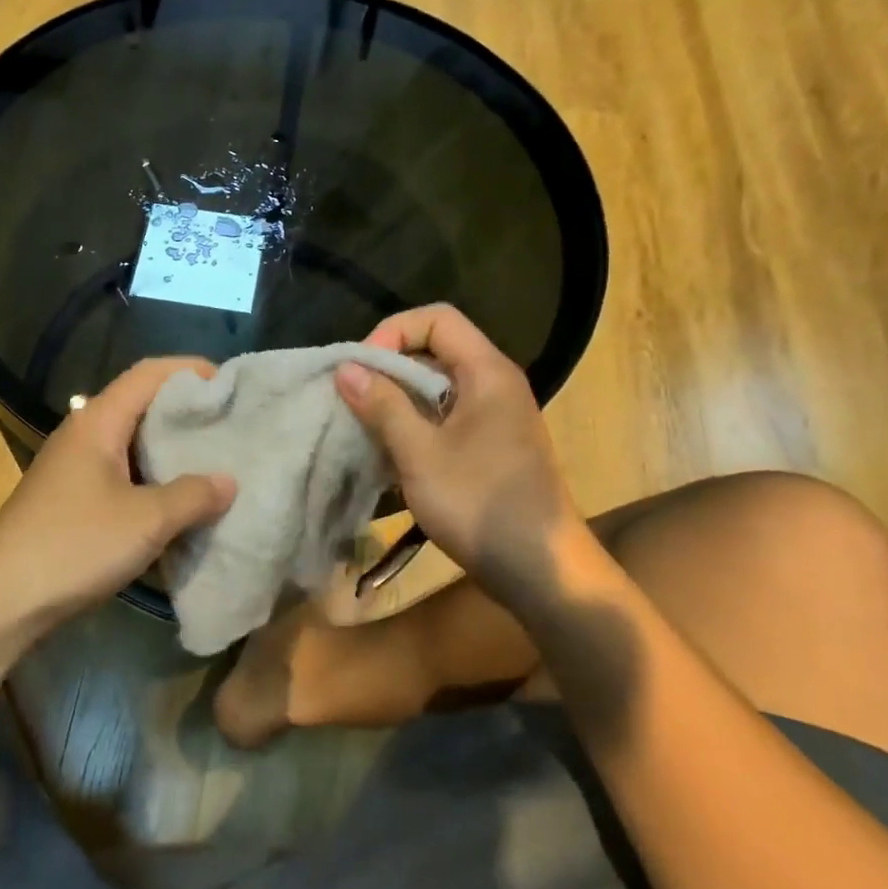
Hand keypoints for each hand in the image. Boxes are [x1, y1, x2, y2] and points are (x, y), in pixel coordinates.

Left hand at [0, 358, 235, 636]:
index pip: (148, 373)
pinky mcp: (71, 498)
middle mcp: (83, 433)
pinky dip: (153, 478)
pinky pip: (122, 473)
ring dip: (170, 448)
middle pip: (141, 404)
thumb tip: (228, 481)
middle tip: (229, 424)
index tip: (230, 384)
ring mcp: (74, 467)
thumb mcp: (146, 520)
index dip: (190, 370)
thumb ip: (193, 496)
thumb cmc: (74, 545)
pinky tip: (177, 501)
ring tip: (213, 461)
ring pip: (132, 442)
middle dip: (186, 410)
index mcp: (98, 421)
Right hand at [336, 305, 580, 602]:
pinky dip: (415, 423)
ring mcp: (495, 416)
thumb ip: (383, 406)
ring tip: (364, 426)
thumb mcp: (420, 454)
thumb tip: (346, 368)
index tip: (362, 369)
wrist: (540, 570)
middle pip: (435, 349)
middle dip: (389, 368)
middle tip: (354, 399)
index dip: (393, 331)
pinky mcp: (490, 444)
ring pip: (437, 386)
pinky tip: (390, 452)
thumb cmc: (479, 504)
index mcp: (487, 372)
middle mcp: (495, 383)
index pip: (437, 319)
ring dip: (398, 400)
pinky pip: (445, 415)